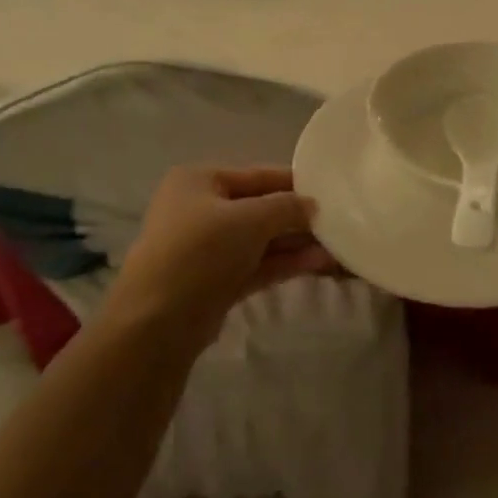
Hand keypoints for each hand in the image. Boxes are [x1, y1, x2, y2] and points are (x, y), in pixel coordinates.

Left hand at [106, 166, 331, 336]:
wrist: (157, 323)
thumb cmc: (201, 251)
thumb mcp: (250, 219)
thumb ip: (286, 207)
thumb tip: (312, 206)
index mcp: (199, 180)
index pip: (257, 175)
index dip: (294, 183)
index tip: (330, 190)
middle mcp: (200, 209)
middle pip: (259, 208)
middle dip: (297, 218)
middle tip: (339, 222)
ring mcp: (205, 249)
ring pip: (259, 240)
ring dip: (295, 243)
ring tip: (337, 248)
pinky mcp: (214, 282)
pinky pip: (255, 265)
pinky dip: (283, 263)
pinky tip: (318, 264)